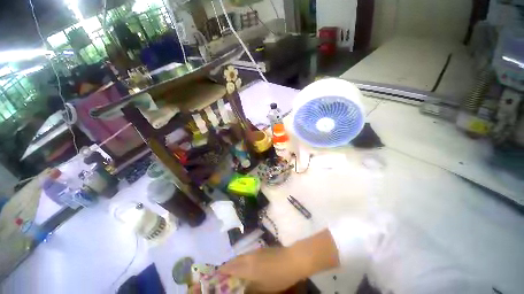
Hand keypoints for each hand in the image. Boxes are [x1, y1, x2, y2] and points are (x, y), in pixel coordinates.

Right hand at [219, 247, 305, 292]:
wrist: (291, 260)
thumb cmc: (277, 277)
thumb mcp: (263, 288)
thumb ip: (250, 289)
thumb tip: (242, 289)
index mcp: (247, 267)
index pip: (230, 268)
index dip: (222, 271)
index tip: (216, 276)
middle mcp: (249, 256)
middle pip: (234, 260)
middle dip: (227, 267)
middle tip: (223, 275)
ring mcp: (255, 251)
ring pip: (241, 256)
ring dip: (235, 263)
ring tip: (233, 271)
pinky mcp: (261, 249)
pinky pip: (247, 254)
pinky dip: (243, 260)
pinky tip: (246, 265)